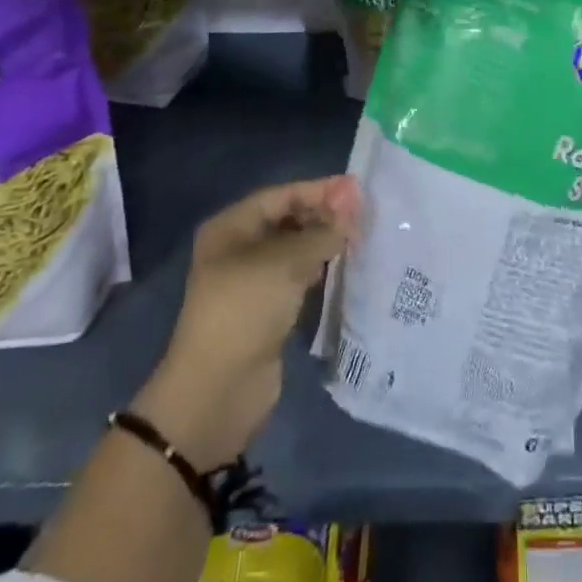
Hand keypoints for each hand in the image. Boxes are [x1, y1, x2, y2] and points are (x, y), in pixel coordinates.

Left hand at [136, 175, 358, 466]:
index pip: (282, 195)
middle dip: (324, 215)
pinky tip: (345, 267)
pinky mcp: (266, 310)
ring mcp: (252, 281)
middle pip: (288, 220)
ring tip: (361, 237)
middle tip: (364, 216)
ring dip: (325, 243)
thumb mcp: (286, 261)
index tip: (358, 191)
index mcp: (232, 227)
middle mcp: (239, 248)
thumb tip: (352, 208)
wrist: (217, 391)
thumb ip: (323, 231)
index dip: (320, 190)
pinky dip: (319, 270)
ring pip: (295, 250)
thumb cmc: (246, 308)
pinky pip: (297, 278)